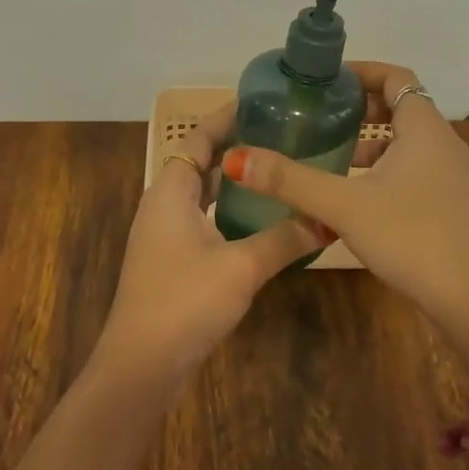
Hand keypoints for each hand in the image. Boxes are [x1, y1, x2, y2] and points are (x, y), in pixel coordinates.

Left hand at [92, 103, 324, 389]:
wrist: (141, 366)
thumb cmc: (185, 301)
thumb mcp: (242, 266)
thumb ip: (285, 239)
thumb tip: (327, 220)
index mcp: (170, 191)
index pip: (198, 139)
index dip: (225, 118)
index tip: (260, 103)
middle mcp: (163, 205)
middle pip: (199, 163)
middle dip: (235, 148)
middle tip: (279, 136)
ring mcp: (164, 236)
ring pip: (201, 195)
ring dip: (231, 182)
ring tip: (274, 170)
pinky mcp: (171, 262)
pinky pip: (202, 220)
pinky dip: (226, 211)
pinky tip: (259, 222)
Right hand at [222, 62, 468, 364]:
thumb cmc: (413, 238)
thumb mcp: (344, 207)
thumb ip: (291, 181)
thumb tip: (238, 157)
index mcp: (424, 129)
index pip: (396, 77)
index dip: (361, 72)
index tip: (326, 81)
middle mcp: (444, 144)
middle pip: (401, 107)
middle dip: (361, 107)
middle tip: (321, 116)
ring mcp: (453, 176)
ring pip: (407, 142)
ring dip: (372, 141)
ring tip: (331, 153)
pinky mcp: (453, 205)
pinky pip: (414, 168)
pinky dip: (384, 168)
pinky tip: (357, 196)